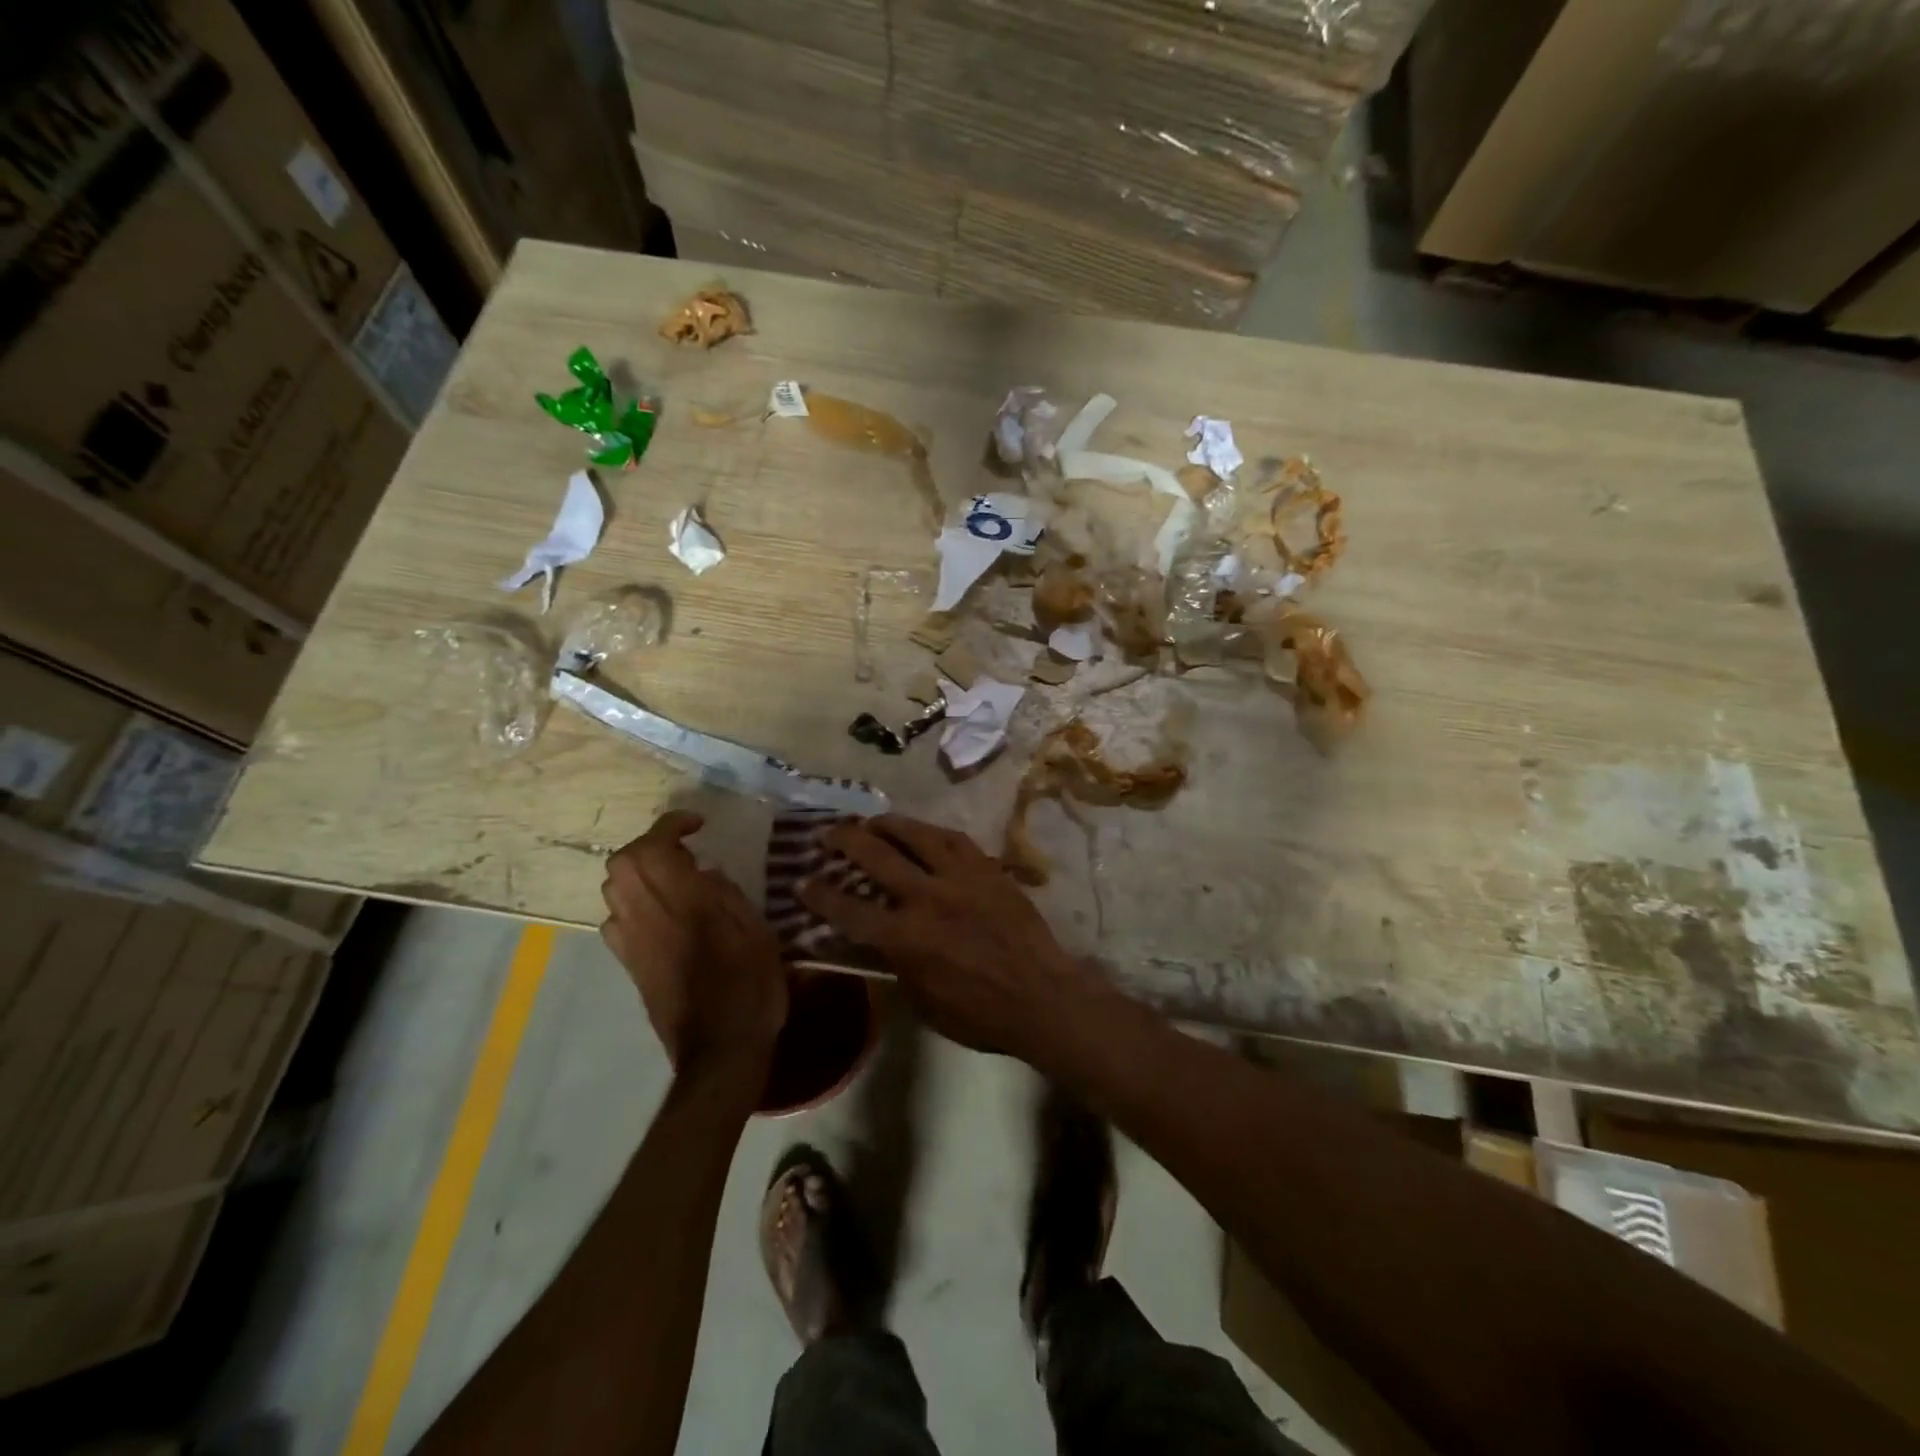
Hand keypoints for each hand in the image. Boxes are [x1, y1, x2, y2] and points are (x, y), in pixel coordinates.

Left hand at [601, 811, 787, 1084]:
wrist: (720, 1050)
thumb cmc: (751, 987)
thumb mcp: (757, 932)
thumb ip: (728, 895)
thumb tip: (705, 872)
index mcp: (685, 903)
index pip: (655, 847)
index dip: (670, 825)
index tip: (697, 824)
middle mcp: (649, 916)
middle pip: (623, 862)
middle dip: (649, 845)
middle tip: (683, 850)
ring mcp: (633, 942)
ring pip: (613, 889)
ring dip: (638, 872)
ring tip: (673, 878)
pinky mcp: (630, 965)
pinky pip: (615, 920)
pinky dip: (632, 904)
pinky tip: (660, 914)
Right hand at [797, 814, 1108, 1062]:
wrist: (1041, 995)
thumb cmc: (979, 1013)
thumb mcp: (923, 1001)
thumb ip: (895, 965)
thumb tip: (876, 943)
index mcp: (905, 938)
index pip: (848, 909)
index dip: (820, 895)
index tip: (801, 882)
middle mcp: (926, 897)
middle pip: (876, 856)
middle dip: (845, 840)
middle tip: (828, 832)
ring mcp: (960, 877)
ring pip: (915, 835)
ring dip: (887, 824)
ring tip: (871, 820)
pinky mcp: (987, 868)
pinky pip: (954, 838)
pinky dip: (930, 831)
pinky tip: (921, 829)